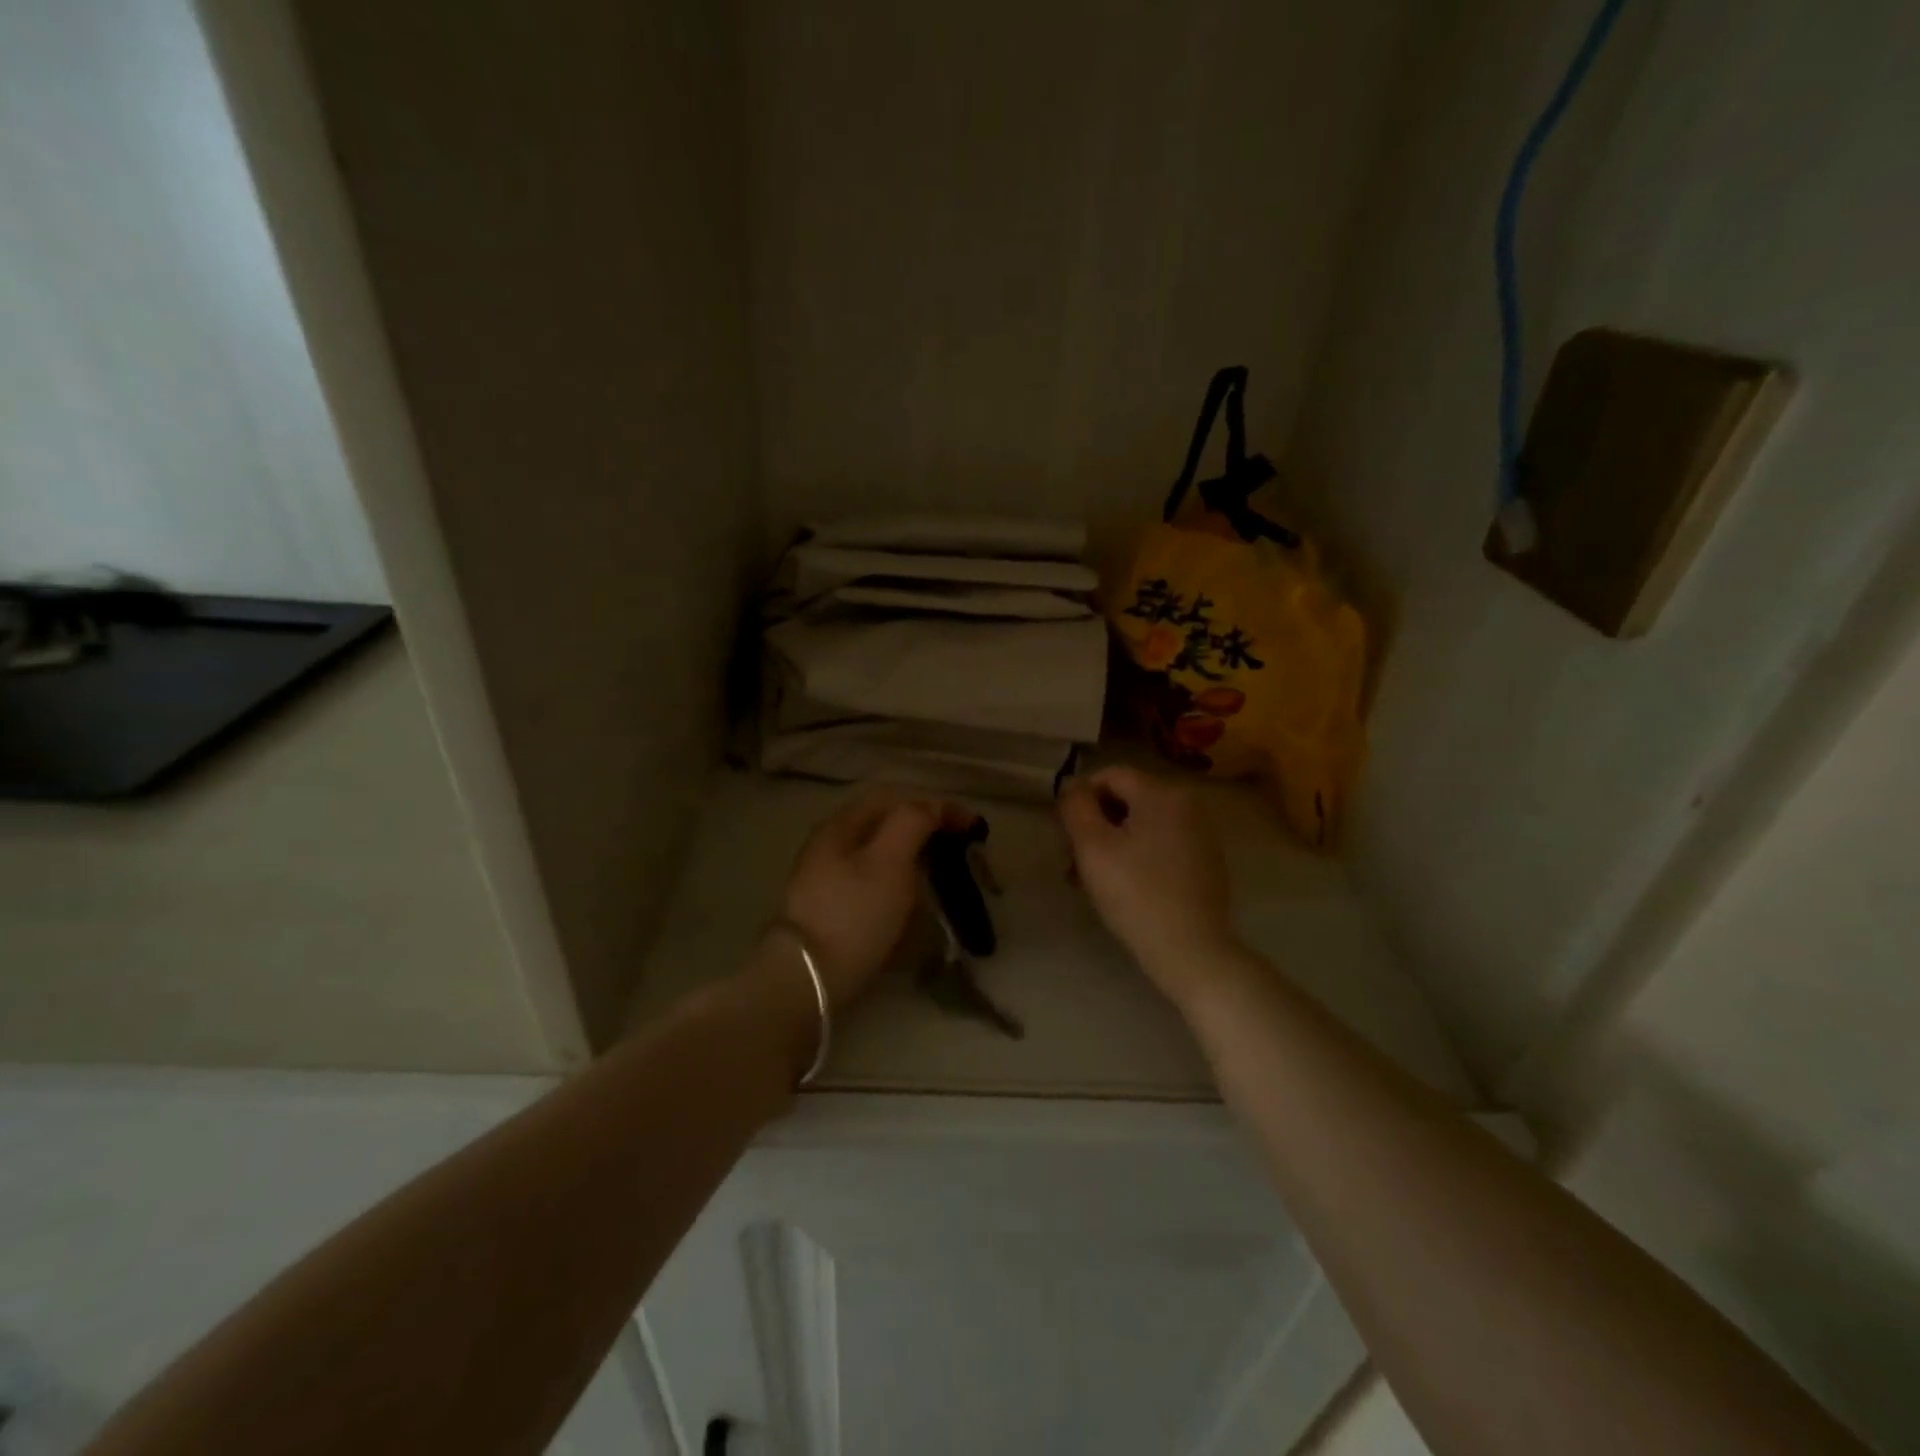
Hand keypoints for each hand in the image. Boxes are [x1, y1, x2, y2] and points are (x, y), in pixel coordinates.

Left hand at [779, 785, 977, 1009]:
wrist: (808, 981)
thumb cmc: (853, 914)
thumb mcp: (888, 861)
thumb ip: (912, 823)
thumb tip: (932, 808)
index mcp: (842, 825)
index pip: (895, 797)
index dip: (937, 805)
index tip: (974, 826)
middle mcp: (832, 845)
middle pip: (886, 825)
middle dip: (927, 832)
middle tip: (961, 850)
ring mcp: (830, 880)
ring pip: (882, 856)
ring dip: (916, 860)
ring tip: (945, 877)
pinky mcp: (835, 911)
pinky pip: (876, 886)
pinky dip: (903, 887)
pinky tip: (917, 906)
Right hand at [1058, 765, 1237, 1009]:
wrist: (1192, 951)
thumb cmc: (1136, 894)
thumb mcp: (1093, 847)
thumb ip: (1076, 807)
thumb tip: (1072, 786)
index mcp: (1162, 793)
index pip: (1110, 775)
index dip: (1080, 798)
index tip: (1063, 833)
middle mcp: (1187, 804)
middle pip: (1126, 800)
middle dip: (1094, 826)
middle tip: (1072, 862)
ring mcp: (1200, 834)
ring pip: (1141, 825)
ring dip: (1110, 845)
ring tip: (1089, 881)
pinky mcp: (1205, 861)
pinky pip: (1160, 844)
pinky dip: (1136, 856)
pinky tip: (1121, 887)